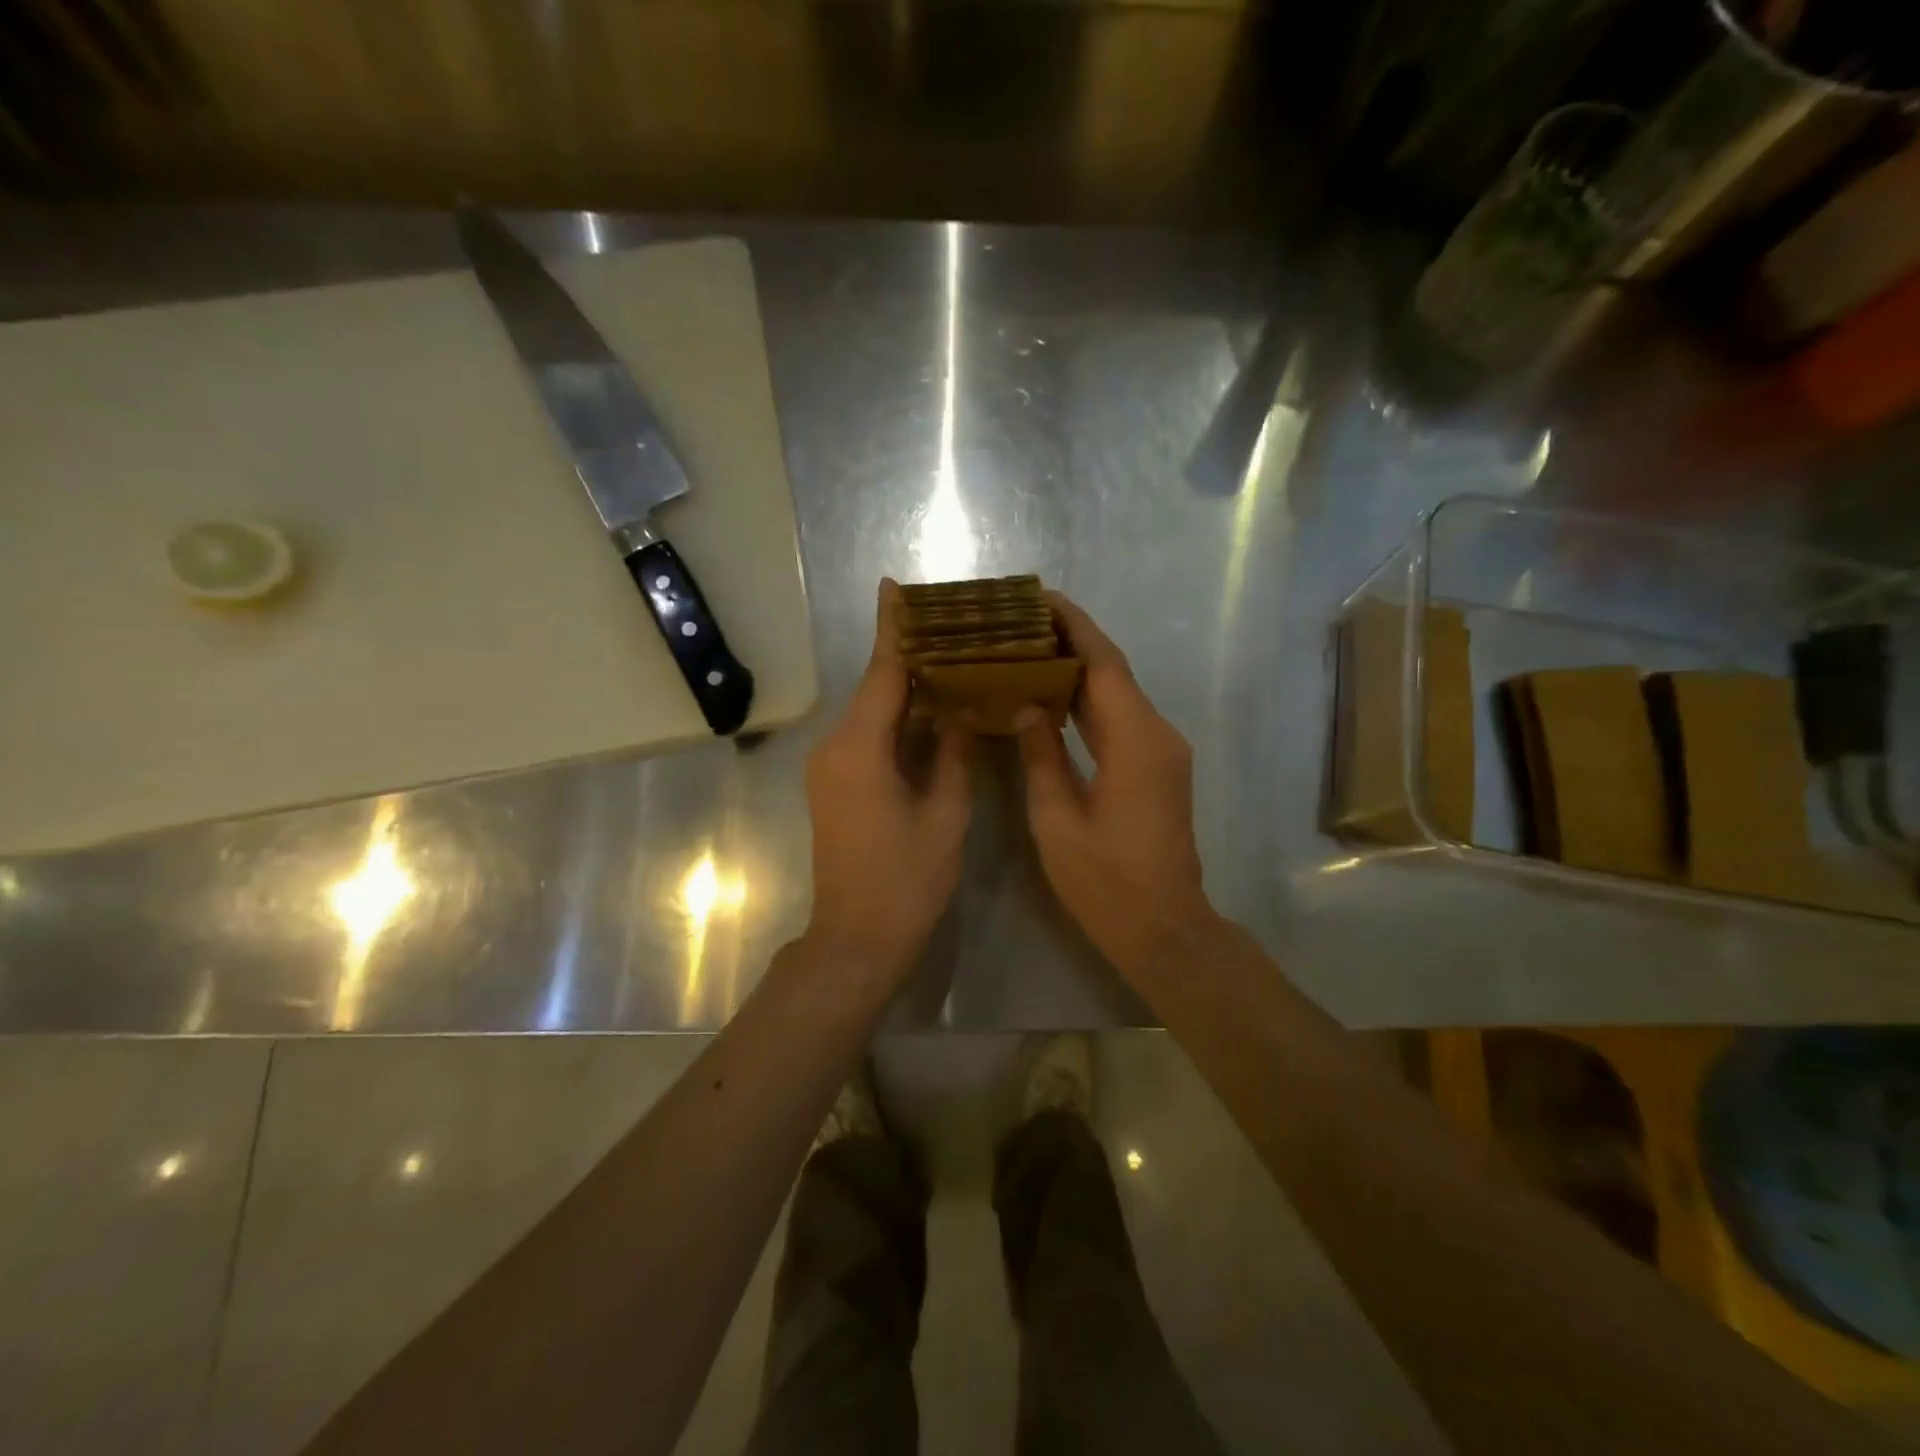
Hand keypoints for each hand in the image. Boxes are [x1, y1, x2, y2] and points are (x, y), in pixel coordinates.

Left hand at [804, 579, 973, 981]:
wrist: (857, 940)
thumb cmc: (907, 881)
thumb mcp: (945, 814)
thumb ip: (952, 754)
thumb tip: (958, 712)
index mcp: (861, 747)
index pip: (883, 673)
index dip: (894, 629)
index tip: (894, 586)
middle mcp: (836, 746)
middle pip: (876, 688)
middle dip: (909, 656)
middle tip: (951, 627)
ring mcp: (831, 767)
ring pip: (872, 713)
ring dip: (905, 690)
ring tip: (950, 661)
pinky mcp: (836, 785)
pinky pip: (868, 737)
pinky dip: (897, 720)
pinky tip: (931, 712)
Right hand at [1017, 595, 1213, 978]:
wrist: (1163, 927)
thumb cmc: (1104, 880)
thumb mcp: (1057, 819)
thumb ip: (1042, 754)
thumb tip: (1027, 705)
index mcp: (1134, 740)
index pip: (1104, 663)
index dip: (1073, 625)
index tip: (1040, 598)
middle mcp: (1157, 733)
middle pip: (1114, 671)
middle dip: (1072, 640)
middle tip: (1022, 621)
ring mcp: (1163, 751)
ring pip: (1119, 693)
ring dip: (1080, 669)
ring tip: (1030, 648)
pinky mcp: (1159, 767)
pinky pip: (1123, 718)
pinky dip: (1090, 701)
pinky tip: (1055, 697)